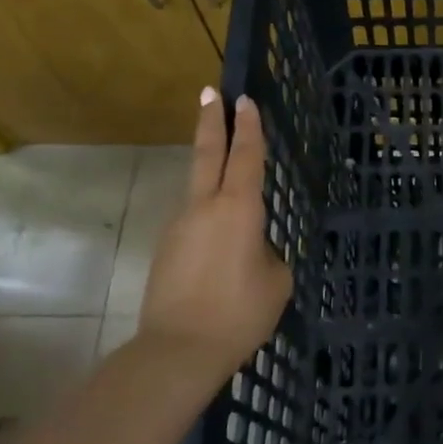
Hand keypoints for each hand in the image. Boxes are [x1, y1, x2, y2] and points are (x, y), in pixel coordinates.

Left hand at [135, 89, 292, 386]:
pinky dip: (207, 216)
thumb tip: (252, 248)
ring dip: (209, 170)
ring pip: (197, 187)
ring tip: (225, 172)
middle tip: (210, 93)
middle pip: (208, 154)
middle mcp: (204, 207)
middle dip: (211, 121)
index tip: (244, 100)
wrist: (178, 350)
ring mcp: (179, 226)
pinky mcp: (166, 249)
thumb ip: (267, 253)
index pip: (246, 156)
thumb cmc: (239, 312)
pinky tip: (220, 243)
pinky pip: (193, 221)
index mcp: (238, 209)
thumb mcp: (275, 280)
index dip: (248, 127)